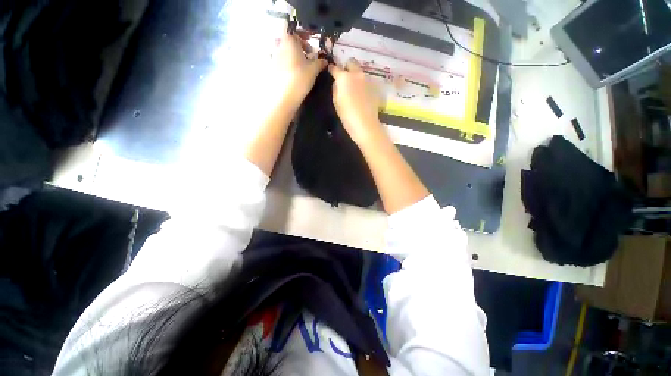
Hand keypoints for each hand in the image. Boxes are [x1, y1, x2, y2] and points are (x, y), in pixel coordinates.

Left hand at [271, 31, 326, 107]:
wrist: (284, 96)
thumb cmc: (300, 78)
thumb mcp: (314, 69)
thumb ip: (320, 62)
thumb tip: (325, 60)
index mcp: (289, 41)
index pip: (293, 30)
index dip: (302, 36)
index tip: (311, 45)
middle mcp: (279, 46)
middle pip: (289, 41)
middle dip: (300, 47)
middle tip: (309, 57)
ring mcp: (274, 58)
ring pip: (285, 52)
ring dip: (295, 57)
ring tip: (304, 68)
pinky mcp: (273, 70)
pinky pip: (282, 62)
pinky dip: (289, 65)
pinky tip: (296, 75)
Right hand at [328, 58, 382, 146]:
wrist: (365, 125)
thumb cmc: (347, 115)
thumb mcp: (336, 102)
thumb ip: (335, 88)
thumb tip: (337, 83)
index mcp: (345, 77)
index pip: (335, 67)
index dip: (331, 69)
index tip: (330, 72)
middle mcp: (357, 74)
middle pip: (351, 62)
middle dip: (346, 67)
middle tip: (344, 78)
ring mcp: (367, 80)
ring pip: (360, 72)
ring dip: (355, 76)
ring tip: (353, 88)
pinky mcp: (374, 87)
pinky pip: (366, 81)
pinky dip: (362, 85)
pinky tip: (361, 96)